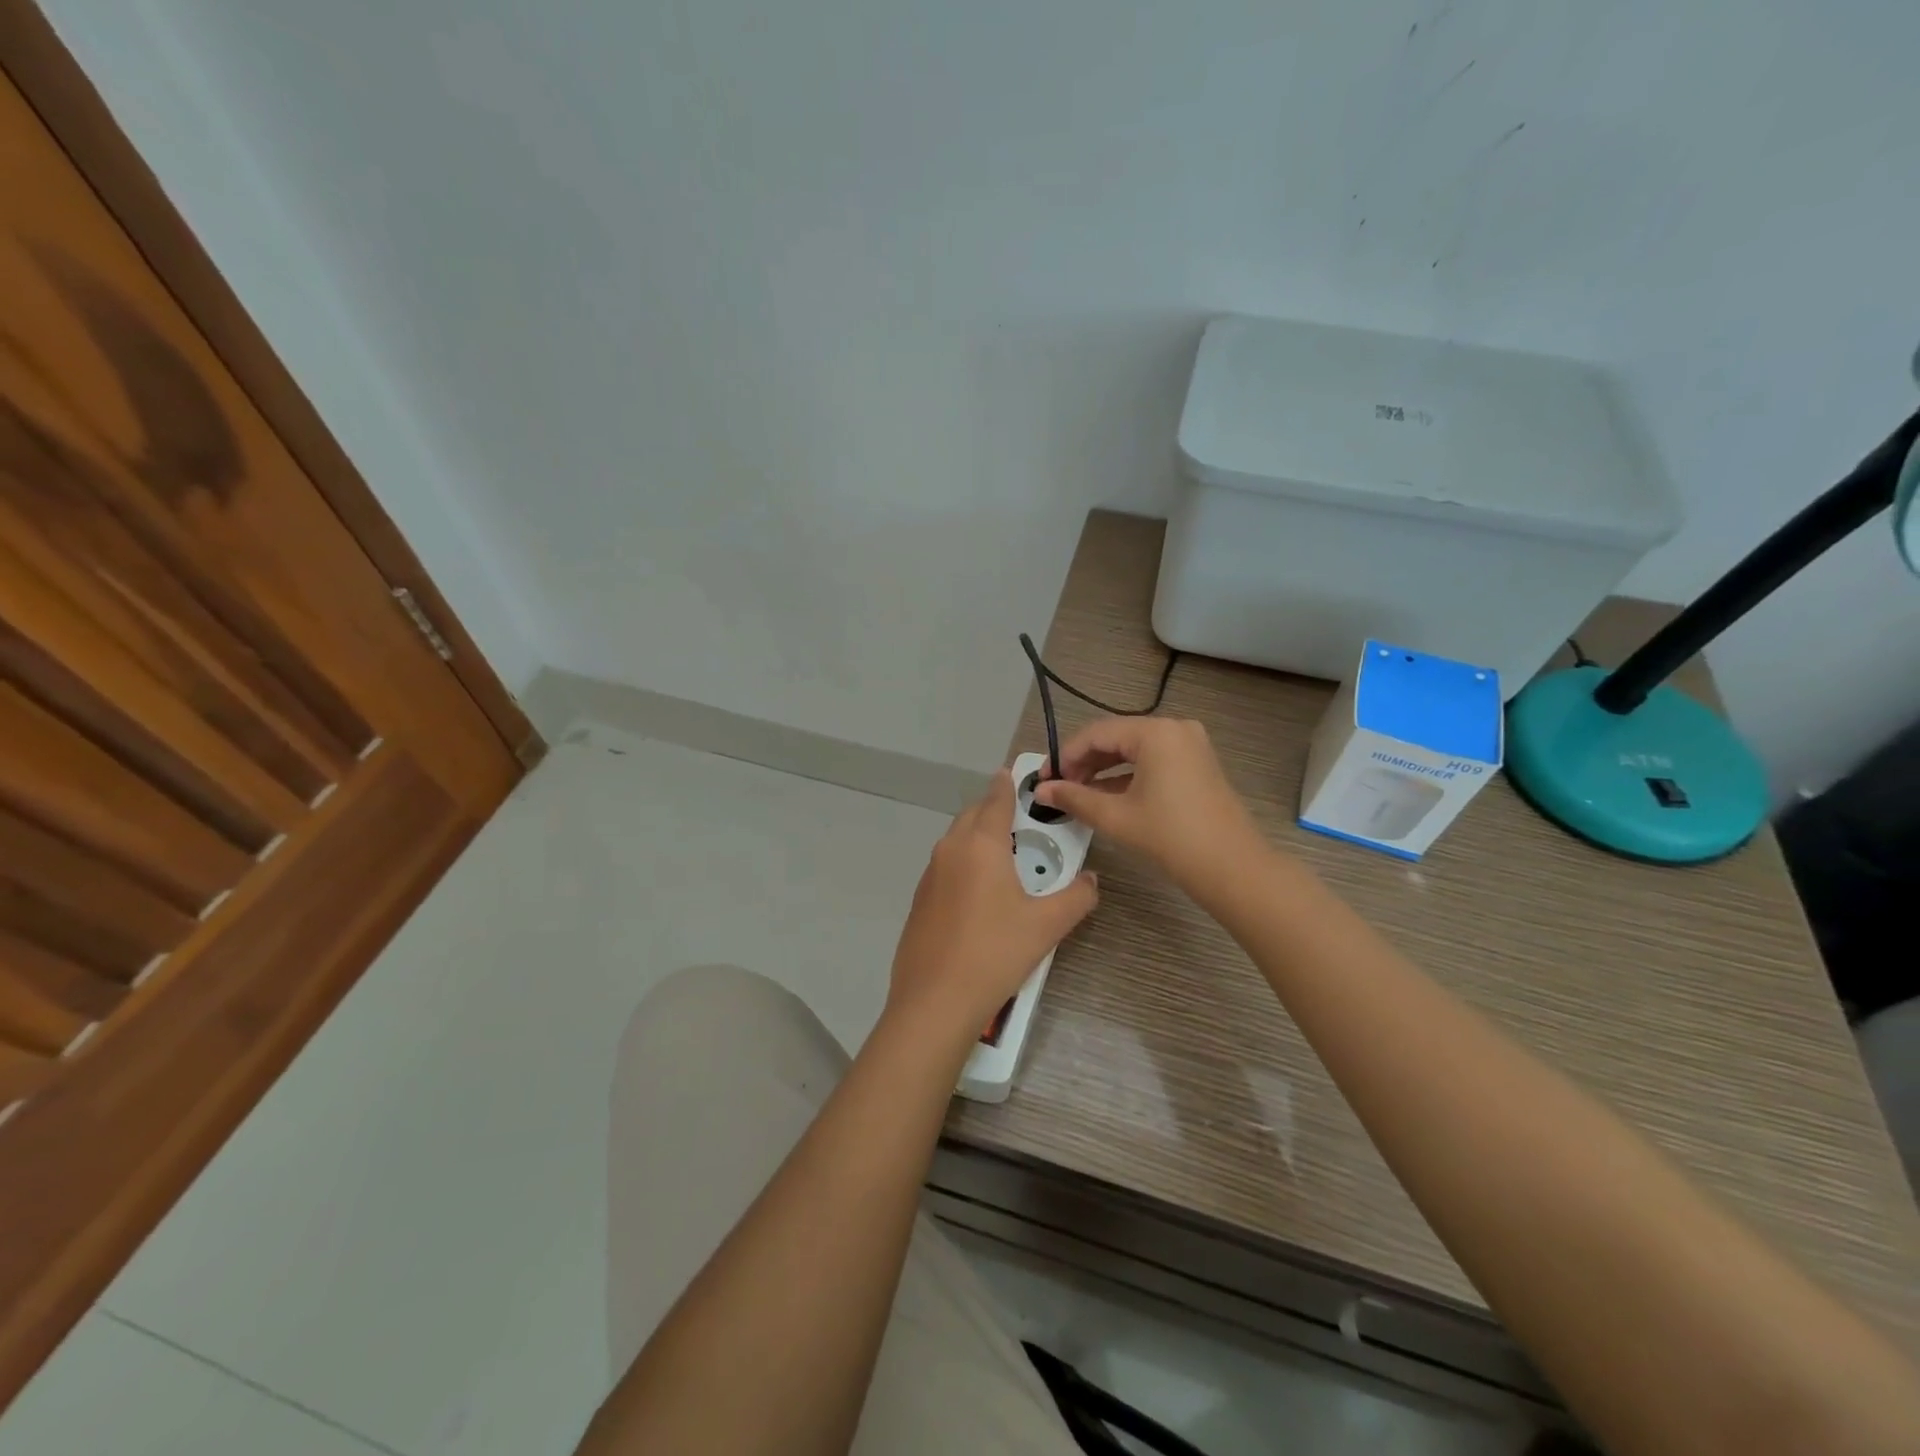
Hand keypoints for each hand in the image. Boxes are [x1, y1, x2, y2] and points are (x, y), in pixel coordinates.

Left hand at [886, 770, 1097, 1049]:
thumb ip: (1076, 897)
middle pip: (973, 815)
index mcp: (981, 845)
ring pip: (957, 840)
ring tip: (1006, 859)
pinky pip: (946, 866)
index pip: (996, 799)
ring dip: (979, 838)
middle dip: (995, 810)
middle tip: (1023, 822)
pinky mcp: (920, 899)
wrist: (935, 1000)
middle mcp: (951, 850)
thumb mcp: (1047, 926)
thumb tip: (1090, 881)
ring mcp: (930, 874)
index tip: (1016, 771)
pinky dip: (964, 864)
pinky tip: (980, 894)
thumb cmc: (995, 953)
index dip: (1008, 783)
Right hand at [1034, 717, 1261, 892]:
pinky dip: (1127, 776)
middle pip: (1115, 738)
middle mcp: (1174, 728)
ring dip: (1103, 770)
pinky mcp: (1197, 763)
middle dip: (1084, 763)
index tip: (1044, 780)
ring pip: (1133, 750)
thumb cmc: (1170, 837)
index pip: (1096, 733)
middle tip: (1058, 789)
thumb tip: (1040, 791)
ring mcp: (1190, 745)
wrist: (1232, 867)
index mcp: (1155, 732)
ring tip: (1077, 795)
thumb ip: (1074, 798)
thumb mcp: (1116, 816)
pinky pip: (1152, 761)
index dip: (1065, 755)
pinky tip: (1105, 797)